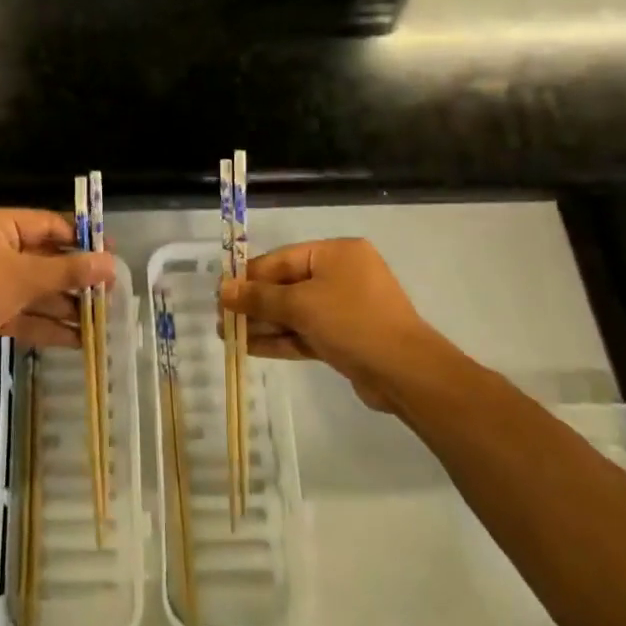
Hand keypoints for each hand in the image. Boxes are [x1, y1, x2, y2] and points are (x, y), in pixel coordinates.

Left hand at [0, 208, 115, 371]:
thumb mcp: (24, 277)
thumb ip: (68, 270)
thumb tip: (110, 263)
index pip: (47, 224)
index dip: (80, 240)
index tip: (110, 255)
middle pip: (43, 258)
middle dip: (75, 278)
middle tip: (109, 292)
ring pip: (34, 289)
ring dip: (64, 304)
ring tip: (99, 320)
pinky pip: (22, 311)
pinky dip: (45, 323)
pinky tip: (76, 339)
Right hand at [218, 238, 467, 410]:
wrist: (405, 373)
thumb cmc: (352, 322)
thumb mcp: (301, 304)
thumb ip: (260, 297)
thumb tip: (223, 289)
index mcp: (336, 253)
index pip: (281, 259)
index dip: (249, 276)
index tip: (220, 293)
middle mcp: (341, 275)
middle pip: (287, 285)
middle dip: (254, 304)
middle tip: (221, 319)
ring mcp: (345, 308)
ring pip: (295, 312)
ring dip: (263, 323)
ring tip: (228, 336)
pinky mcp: (345, 338)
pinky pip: (306, 332)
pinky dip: (281, 339)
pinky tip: (250, 347)